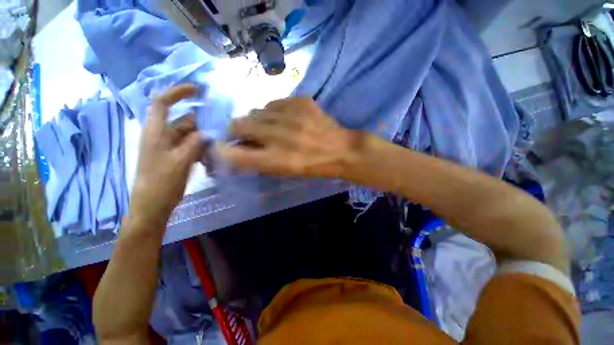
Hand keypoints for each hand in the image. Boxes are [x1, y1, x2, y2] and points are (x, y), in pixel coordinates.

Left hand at [129, 85, 203, 226]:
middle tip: (220, 131)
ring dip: (203, 139)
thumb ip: (195, 143)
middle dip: (201, 124)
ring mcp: (169, 146)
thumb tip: (209, 132)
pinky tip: (209, 157)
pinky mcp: (175, 155)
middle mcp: (161, 134)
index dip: (178, 92)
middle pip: (183, 120)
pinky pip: (190, 145)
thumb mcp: (180, 161)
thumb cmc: (162, 181)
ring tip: (217, 147)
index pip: (162, 102)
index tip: (198, 91)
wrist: (153, 203)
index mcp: (156, 131)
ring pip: (189, 134)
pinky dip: (201, 148)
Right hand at [218, 97, 360, 177]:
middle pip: (238, 125)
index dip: (222, 150)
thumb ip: (258, 160)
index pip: (234, 154)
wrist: (340, 149)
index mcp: (276, 160)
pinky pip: (274, 103)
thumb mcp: (284, 171)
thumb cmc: (312, 166)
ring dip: (257, 120)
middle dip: (237, 130)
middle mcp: (279, 136)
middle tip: (246, 133)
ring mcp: (291, 115)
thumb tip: (235, 148)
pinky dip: (273, 111)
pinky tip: (285, 119)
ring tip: (270, 127)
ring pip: (255, 111)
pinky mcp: (301, 101)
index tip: (220, 146)